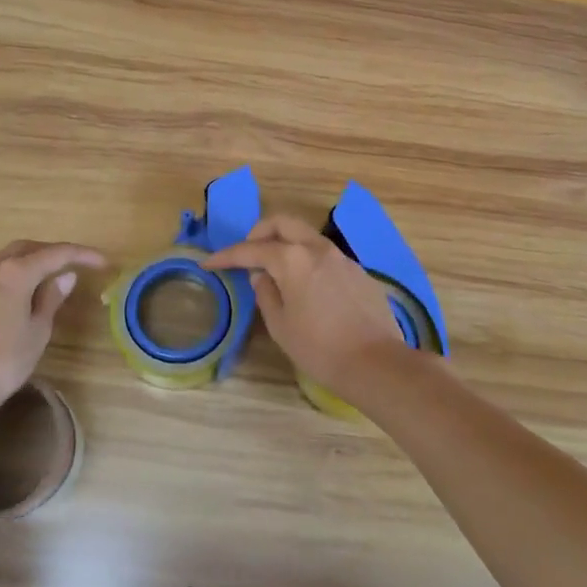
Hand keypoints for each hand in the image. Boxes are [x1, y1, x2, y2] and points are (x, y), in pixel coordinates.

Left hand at [0, 241, 106, 415]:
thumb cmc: (4, 361)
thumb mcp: (38, 330)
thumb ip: (51, 298)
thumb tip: (65, 276)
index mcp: (16, 272)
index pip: (56, 253)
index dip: (82, 255)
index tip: (102, 262)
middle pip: (25, 248)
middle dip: (51, 251)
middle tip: (72, 264)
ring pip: (1, 258)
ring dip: (24, 260)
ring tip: (42, 275)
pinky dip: (4, 276)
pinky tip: (11, 295)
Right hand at [204, 214, 409, 394]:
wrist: (376, 362)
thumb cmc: (320, 348)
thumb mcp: (281, 326)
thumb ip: (266, 294)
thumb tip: (262, 277)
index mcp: (292, 259)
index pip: (252, 249)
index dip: (227, 256)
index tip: (210, 263)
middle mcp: (318, 249)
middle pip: (283, 223)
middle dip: (260, 232)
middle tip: (247, 253)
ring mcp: (342, 258)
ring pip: (307, 236)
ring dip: (286, 243)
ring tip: (275, 269)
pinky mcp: (359, 272)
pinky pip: (326, 255)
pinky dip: (308, 259)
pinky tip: (307, 285)